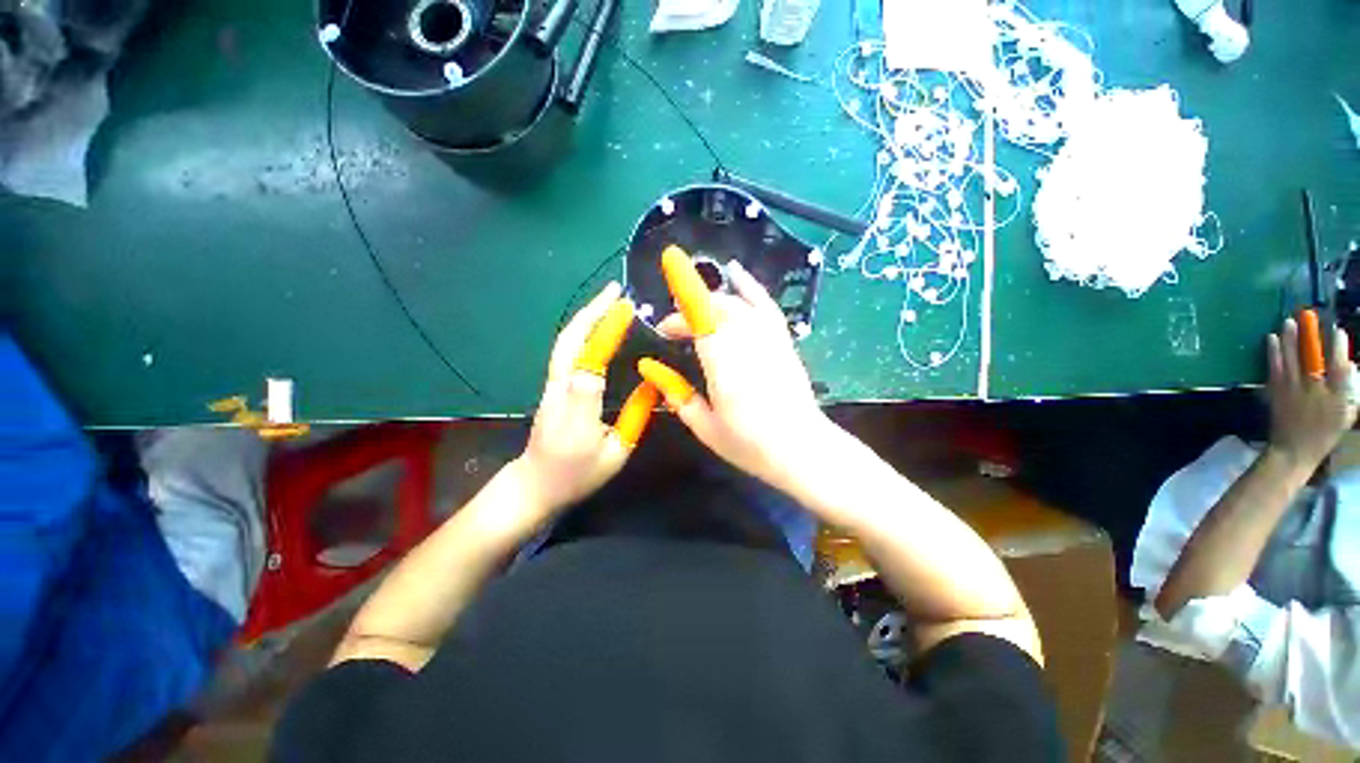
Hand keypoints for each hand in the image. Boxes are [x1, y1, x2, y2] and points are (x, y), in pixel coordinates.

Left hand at [517, 282, 654, 516]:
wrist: (535, 485)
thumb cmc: (577, 474)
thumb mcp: (615, 453)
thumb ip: (634, 417)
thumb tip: (652, 383)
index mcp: (578, 411)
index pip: (590, 363)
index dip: (605, 334)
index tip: (625, 309)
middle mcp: (560, 391)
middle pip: (569, 343)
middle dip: (591, 312)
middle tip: (614, 291)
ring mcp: (552, 386)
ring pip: (564, 343)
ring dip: (585, 317)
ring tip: (608, 300)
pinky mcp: (552, 386)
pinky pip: (566, 351)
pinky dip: (581, 331)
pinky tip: (596, 325)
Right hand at [645, 257, 831, 491]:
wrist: (801, 449)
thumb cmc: (750, 444)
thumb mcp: (704, 426)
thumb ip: (676, 394)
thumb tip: (648, 368)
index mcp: (725, 365)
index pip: (699, 322)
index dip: (679, 312)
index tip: (662, 326)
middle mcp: (747, 342)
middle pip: (715, 309)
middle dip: (688, 312)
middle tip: (673, 331)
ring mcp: (769, 338)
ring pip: (735, 304)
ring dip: (709, 301)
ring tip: (692, 311)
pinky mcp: (782, 340)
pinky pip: (765, 304)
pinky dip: (749, 285)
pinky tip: (735, 271)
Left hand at [1265, 317, 1357, 467]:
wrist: (1294, 451)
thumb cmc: (1325, 433)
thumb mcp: (1346, 413)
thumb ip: (1349, 389)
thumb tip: (1349, 365)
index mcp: (1336, 396)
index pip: (1339, 366)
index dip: (1338, 347)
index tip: (1338, 331)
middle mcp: (1314, 390)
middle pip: (1311, 357)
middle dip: (1308, 335)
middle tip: (1306, 316)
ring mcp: (1292, 390)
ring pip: (1290, 358)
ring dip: (1289, 338)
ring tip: (1287, 322)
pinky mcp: (1275, 392)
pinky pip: (1274, 368)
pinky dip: (1273, 352)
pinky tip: (1271, 339)